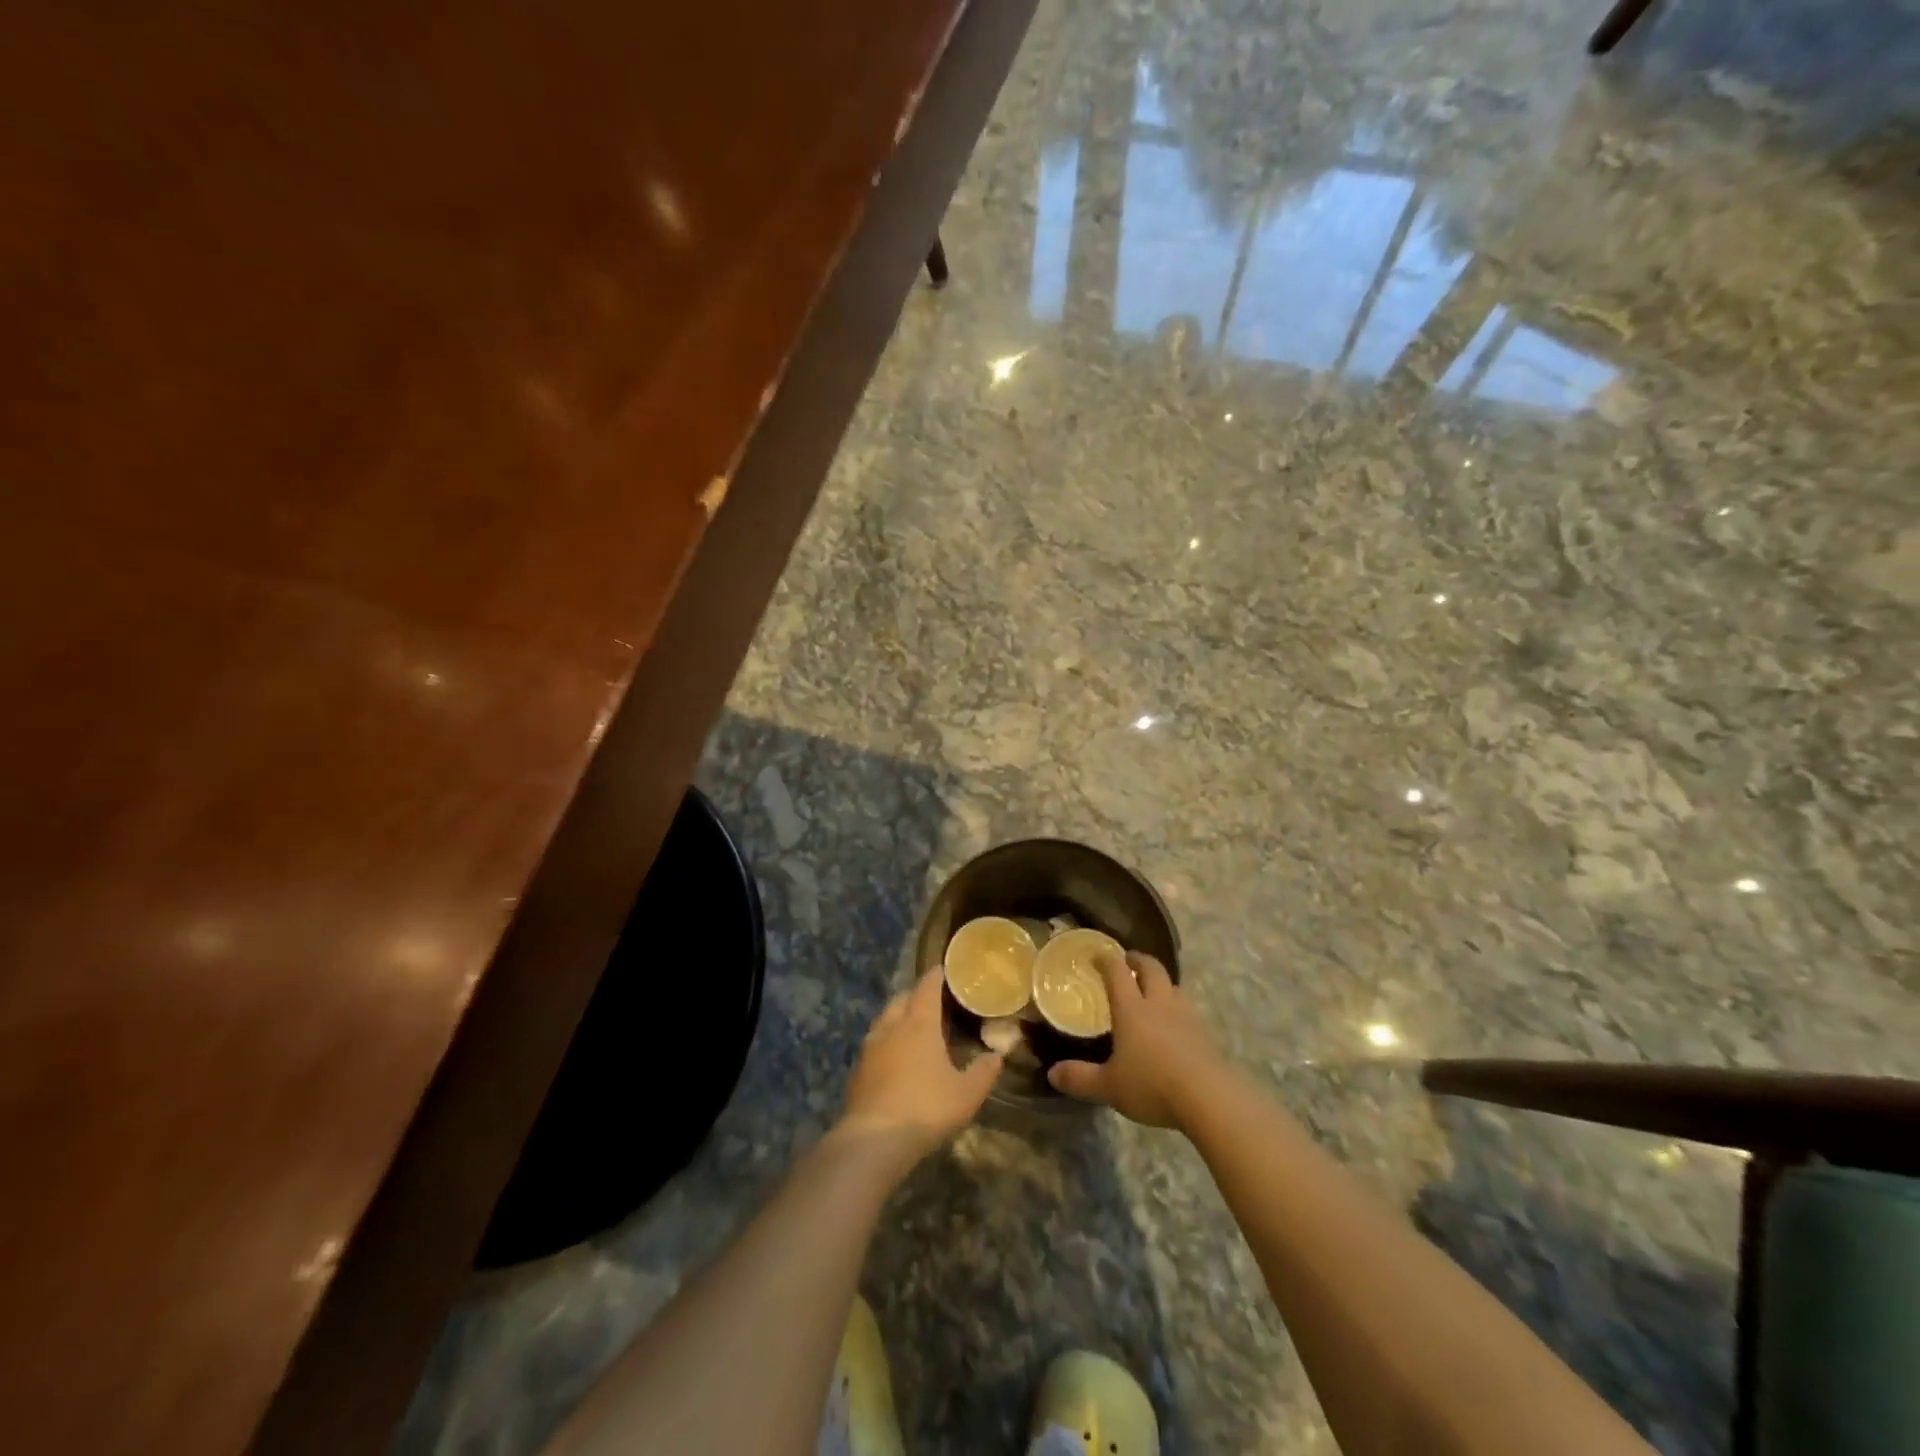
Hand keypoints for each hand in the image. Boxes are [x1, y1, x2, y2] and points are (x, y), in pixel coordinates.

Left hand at [836, 969, 1003, 1163]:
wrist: (874, 1140)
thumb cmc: (926, 1108)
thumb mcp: (966, 1094)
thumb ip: (983, 1072)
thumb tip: (997, 1055)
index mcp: (919, 1023)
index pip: (927, 987)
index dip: (935, 976)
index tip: (943, 970)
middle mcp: (891, 1027)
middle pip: (901, 999)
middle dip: (915, 995)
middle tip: (931, 1002)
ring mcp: (869, 1048)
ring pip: (883, 1020)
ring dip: (897, 1018)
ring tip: (911, 1028)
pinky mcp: (856, 1070)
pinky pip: (873, 1045)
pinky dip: (885, 1043)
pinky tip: (892, 1059)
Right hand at [1048, 951, 1219, 1129]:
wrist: (1209, 1098)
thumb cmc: (1152, 1085)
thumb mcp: (1109, 1086)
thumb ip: (1081, 1078)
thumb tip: (1052, 1074)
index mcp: (1131, 1008)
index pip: (1117, 972)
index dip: (1106, 960)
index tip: (1097, 955)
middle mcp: (1159, 1003)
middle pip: (1151, 968)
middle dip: (1138, 960)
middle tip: (1128, 961)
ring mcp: (1186, 1015)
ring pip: (1173, 986)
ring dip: (1161, 982)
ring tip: (1152, 991)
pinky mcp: (1205, 1033)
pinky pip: (1188, 1009)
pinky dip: (1177, 1007)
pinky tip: (1174, 1025)